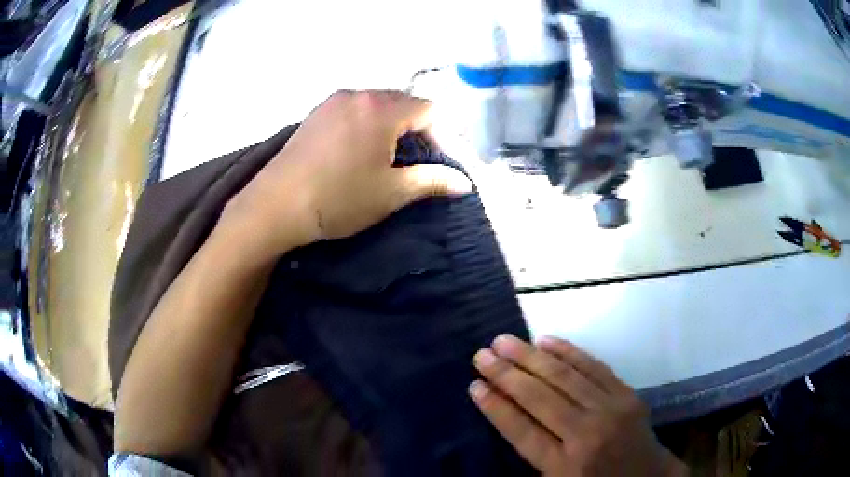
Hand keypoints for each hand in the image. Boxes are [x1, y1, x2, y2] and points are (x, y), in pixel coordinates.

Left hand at [227, 90, 472, 255]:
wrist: (276, 206)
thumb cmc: (339, 199)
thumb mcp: (392, 193)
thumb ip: (432, 181)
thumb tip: (464, 183)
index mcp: (382, 109)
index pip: (429, 110)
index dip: (443, 135)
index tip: (439, 163)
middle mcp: (358, 95)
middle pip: (403, 103)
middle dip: (417, 129)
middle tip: (416, 162)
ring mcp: (332, 102)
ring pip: (376, 106)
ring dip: (391, 127)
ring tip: (387, 158)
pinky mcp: (315, 114)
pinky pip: (353, 111)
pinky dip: (366, 125)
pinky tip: (358, 151)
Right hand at [470, 335, 686, 475]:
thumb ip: (534, 454)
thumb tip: (506, 412)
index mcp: (563, 466)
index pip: (521, 431)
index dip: (495, 407)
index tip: (474, 385)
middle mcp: (586, 435)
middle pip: (539, 398)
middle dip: (506, 375)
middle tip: (481, 355)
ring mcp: (610, 410)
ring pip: (564, 377)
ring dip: (531, 357)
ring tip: (504, 341)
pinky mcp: (627, 395)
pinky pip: (594, 367)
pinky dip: (569, 352)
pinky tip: (547, 342)